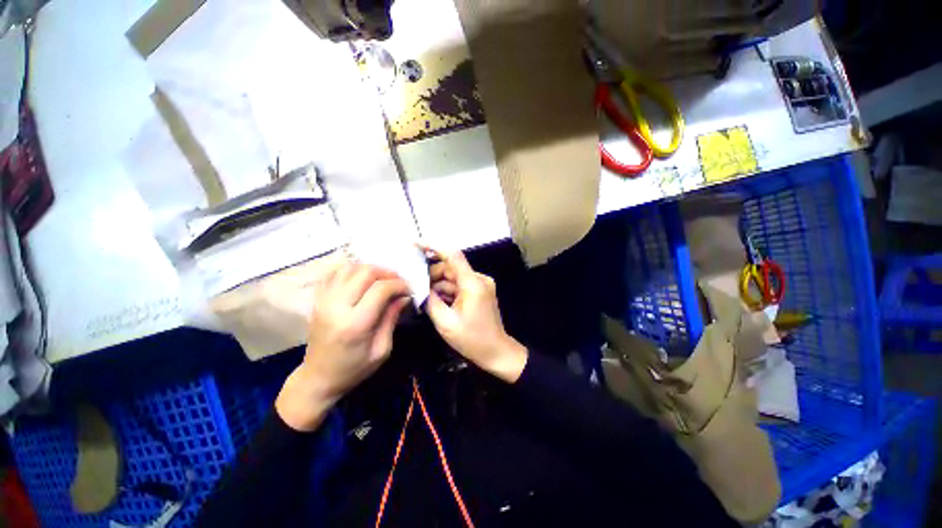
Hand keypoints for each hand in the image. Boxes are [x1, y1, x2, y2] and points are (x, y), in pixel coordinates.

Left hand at [276, 261, 410, 430]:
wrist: (318, 378)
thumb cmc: (354, 369)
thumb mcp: (382, 349)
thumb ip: (392, 318)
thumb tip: (405, 296)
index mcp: (355, 323)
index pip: (380, 289)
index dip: (399, 284)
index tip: (409, 290)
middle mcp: (337, 306)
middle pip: (365, 273)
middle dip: (387, 273)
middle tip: (398, 282)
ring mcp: (323, 300)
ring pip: (349, 268)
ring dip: (369, 269)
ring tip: (382, 278)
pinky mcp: (317, 299)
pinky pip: (333, 273)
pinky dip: (350, 269)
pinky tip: (361, 277)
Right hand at [423, 246, 527, 382]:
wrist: (496, 352)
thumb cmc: (472, 340)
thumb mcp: (445, 322)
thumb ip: (429, 300)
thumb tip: (417, 285)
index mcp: (472, 283)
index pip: (452, 255)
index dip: (433, 246)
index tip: (414, 243)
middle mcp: (478, 279)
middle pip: (450, 267)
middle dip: (431, 275)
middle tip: (413, 286)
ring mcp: (480, 284)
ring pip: (452, 277)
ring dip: (437, 285)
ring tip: (423, 297)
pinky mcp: (479, 291)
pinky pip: (458, 285)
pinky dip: (446, 290)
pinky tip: (436, 301)